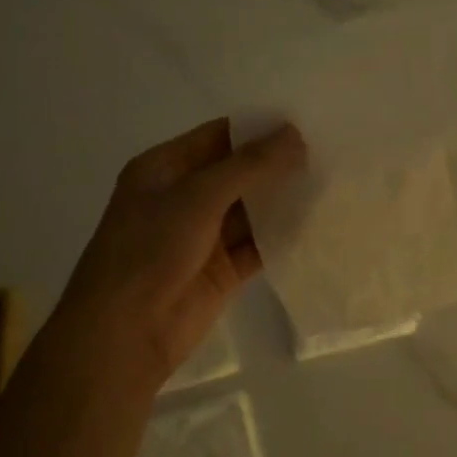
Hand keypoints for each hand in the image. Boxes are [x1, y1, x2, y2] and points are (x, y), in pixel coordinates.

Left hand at [54, 119, 305, 391]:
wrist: (126, 332)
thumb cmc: (150, 250)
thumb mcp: (198, 197)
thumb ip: (249, 166)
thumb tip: (295, 135)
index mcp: (164, 169)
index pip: (218, 137)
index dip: (258, 129)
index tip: (304, 123)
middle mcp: (183, 198)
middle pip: (238, 173)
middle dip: (276, 165)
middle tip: (326, 153)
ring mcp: (203, 236)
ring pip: (251, 211)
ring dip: (283, 201)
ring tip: (331, 184)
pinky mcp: (222, 270)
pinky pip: (258, 245)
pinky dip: (282, 237)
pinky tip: (317, 225)